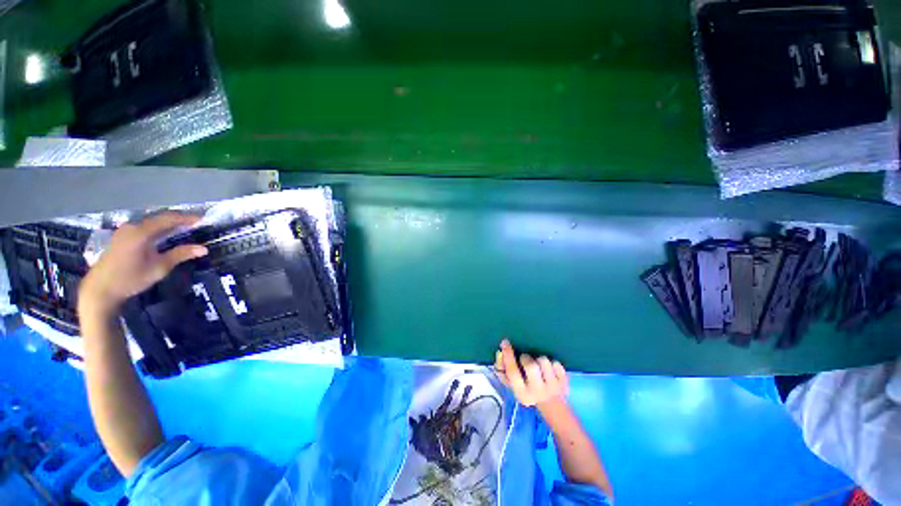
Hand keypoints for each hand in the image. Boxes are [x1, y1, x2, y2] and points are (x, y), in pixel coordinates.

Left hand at [80, 212, 207, 311]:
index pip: (169, 219)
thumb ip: (180, 255)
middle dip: (179, 218)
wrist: (100, 289)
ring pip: (151, 221)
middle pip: (159, 217)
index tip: (203, 219)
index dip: (187, 218)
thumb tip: (204, 249)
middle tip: (196, 221)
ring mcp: (125, 230)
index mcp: (141, 232)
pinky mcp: (122, 236)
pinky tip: (165, 233)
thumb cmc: (130, 279)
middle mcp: (132, 226)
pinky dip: (158, 227)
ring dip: (168, 222)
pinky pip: (144, 226)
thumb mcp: (159, 268)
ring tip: (184, 226)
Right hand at [494, 339, 568, 408]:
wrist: (553, 407)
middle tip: (526, 361)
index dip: (507, 355)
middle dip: (526, 358)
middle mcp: (538, 392)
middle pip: (530, 366)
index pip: (512, 372)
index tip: (505, 342)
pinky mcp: (564, 382)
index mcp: (522, 394)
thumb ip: (504, 371)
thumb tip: (500, 352)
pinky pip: (556, 363)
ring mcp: (553, 388)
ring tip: (539, 367)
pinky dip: (552, 363)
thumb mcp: (514, 386)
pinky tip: (551, 371)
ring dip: (539, 360)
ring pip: (544, 361)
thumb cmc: (529, 391)